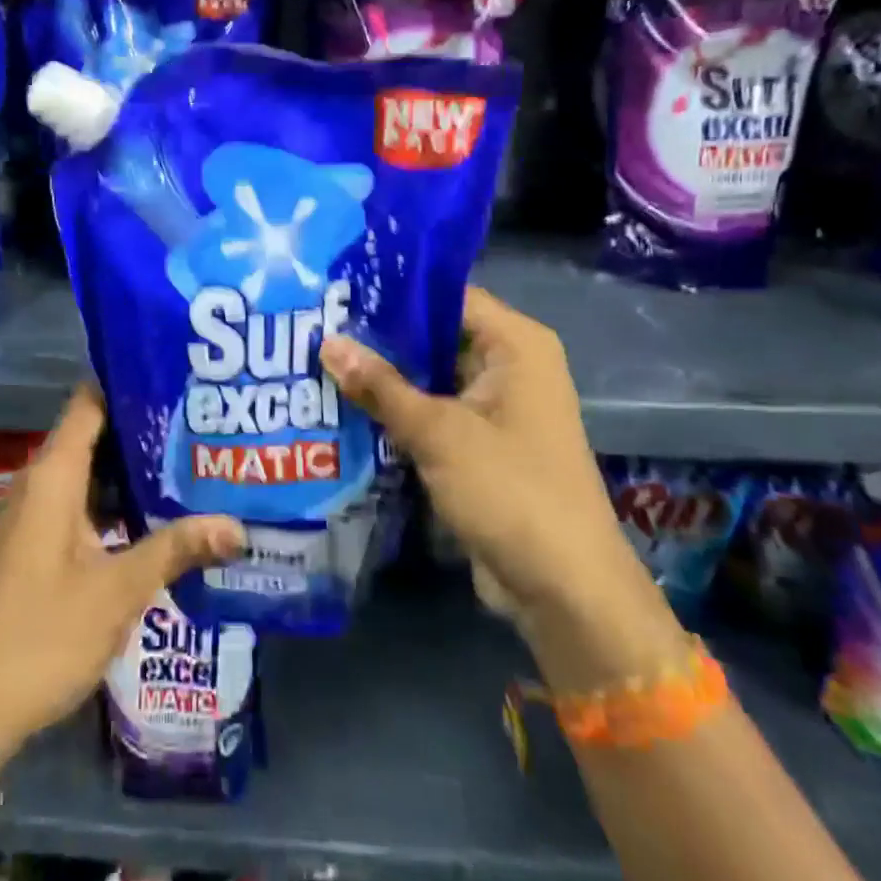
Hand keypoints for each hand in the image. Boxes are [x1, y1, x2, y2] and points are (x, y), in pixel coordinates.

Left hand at [0, 386, 244, 784]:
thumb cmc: (43, 636)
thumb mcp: (118, 590)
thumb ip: (177, 548)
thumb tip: (238, 524)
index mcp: (52, 476)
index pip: (90, 401)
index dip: (130, 382)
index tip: (179, 378)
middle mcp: (40, 483)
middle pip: (95, 433)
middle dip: (145, 428)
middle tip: (203, 422)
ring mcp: (36, 515)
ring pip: (91, 471)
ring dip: (134, 468)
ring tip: (193, 460)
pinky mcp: (37, 544)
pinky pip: (82, 502)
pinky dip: (118, 501)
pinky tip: (159, 514)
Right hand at [319, 287, 650, 636]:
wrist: (564, 589)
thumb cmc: (510, 490)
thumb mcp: (438, 432)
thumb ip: (380, 386)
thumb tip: (327, 342)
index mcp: (516, 345)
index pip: (447, 295)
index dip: (394, 292)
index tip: (338, 290)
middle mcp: (510, 366)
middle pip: (436, 336)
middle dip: (380, 338)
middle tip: (317, 325)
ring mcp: (496, 408)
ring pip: (430, 377)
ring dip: (384, 378)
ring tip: (318, 360)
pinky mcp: (481, 445)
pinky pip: (433, 413)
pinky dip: (398, 412)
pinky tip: (345, 407)